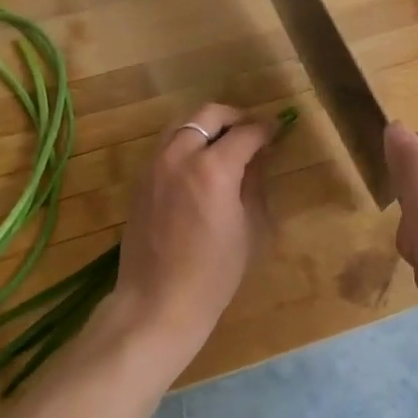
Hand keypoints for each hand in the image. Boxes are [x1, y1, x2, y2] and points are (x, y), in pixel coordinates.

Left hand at [106, 104, 277, 372]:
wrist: (156, 303)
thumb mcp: (247, 227)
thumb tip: (258, 157)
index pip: (246, 132)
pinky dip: (186, 142)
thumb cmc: (213, 274)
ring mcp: (154, 165)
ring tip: (225, 144)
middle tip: (251, 132)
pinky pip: (166, 145)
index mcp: (213, 168)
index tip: (277, 131)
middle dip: (234, 117)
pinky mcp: (140, 180)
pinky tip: (200, 164)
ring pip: (182, 124)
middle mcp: (180, 156)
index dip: (266, 129)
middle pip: (208, 114)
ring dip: (207, 126)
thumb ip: (253, 183)